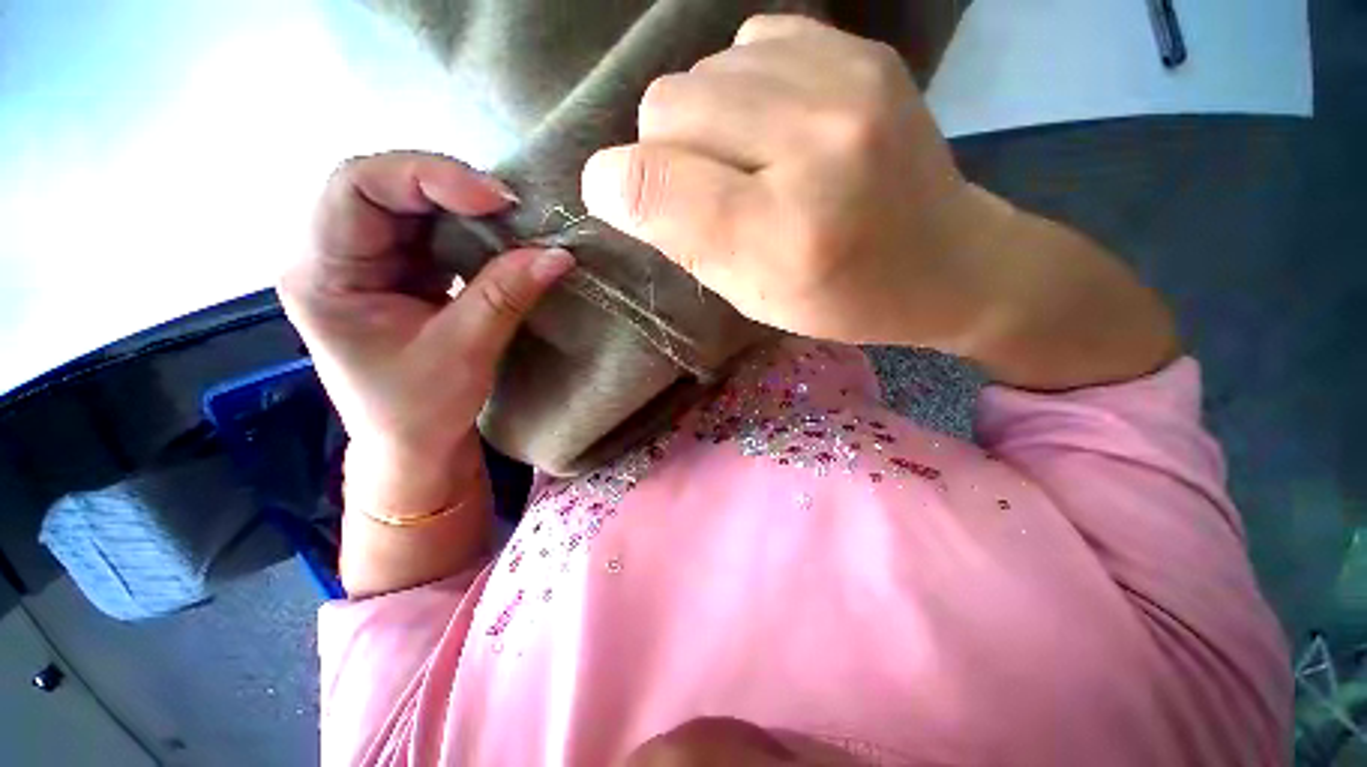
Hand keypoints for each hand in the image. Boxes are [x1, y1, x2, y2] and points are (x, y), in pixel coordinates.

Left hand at [278, 152, 573, 518]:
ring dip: (466, 210)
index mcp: (323, 274)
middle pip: (384, 189)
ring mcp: (368, 263)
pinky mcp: (400, 273)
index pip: (357, 188)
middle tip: (514, 209)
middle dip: (451, 190)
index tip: (497, 201)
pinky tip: (501, 239)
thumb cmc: (422, 411)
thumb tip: (558, 254)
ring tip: (514, 222)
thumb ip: (506, 295)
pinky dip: (472, 231)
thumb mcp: (465, 352)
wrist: (415, 446)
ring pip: (413, 207)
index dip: (427, 178)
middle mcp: (335, 256)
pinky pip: (433, 233)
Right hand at [581, 15, 1006, 345]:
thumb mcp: (752, 297)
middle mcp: (811, 143)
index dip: (612, 186)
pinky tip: (774, 125)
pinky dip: (740, 87)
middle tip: (701, 188)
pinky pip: (748, 45)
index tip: (611, 196)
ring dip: (701, 120)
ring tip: (743, 159)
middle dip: (663, 152)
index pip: (655, 184)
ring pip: (700, 71)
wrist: (945, 260)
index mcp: (782, 232)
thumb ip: (684, 241)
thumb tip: (621, 185)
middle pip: (666, 106)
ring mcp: (843, 81)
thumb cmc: (841, 298)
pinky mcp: (859, 49)